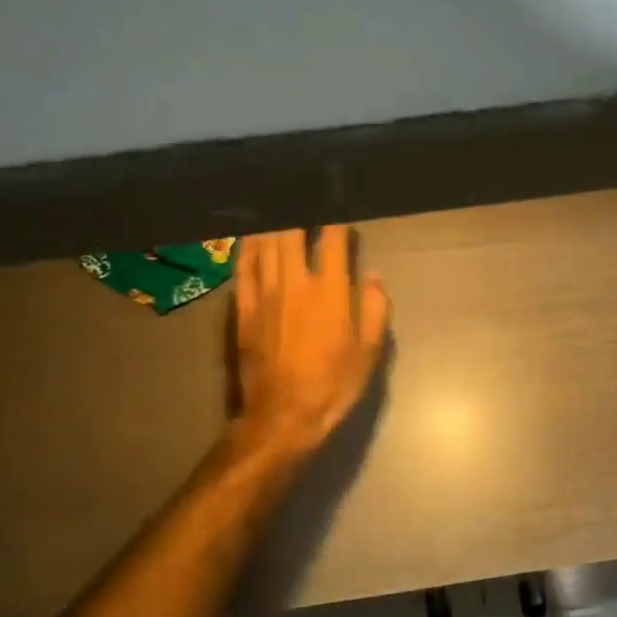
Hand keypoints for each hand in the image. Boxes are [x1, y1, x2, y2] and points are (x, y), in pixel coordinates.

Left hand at [231, 226, 389, 459]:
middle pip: (292, 233)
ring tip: (279, 208)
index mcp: (330, 292)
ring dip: (273, 223)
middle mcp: (295, 284)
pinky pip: (242, 270)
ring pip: (265, 245)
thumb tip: (374, 275)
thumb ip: (375, 309)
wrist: (283, 416)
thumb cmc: (333, 385)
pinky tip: (251, 237)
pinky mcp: (243, 310)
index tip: (342, 210)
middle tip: (304, 200)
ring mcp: (264, 295)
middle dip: (299, 212)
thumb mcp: (369, 352)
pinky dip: (247, 249)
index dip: (337, 220)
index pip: (333, 241)